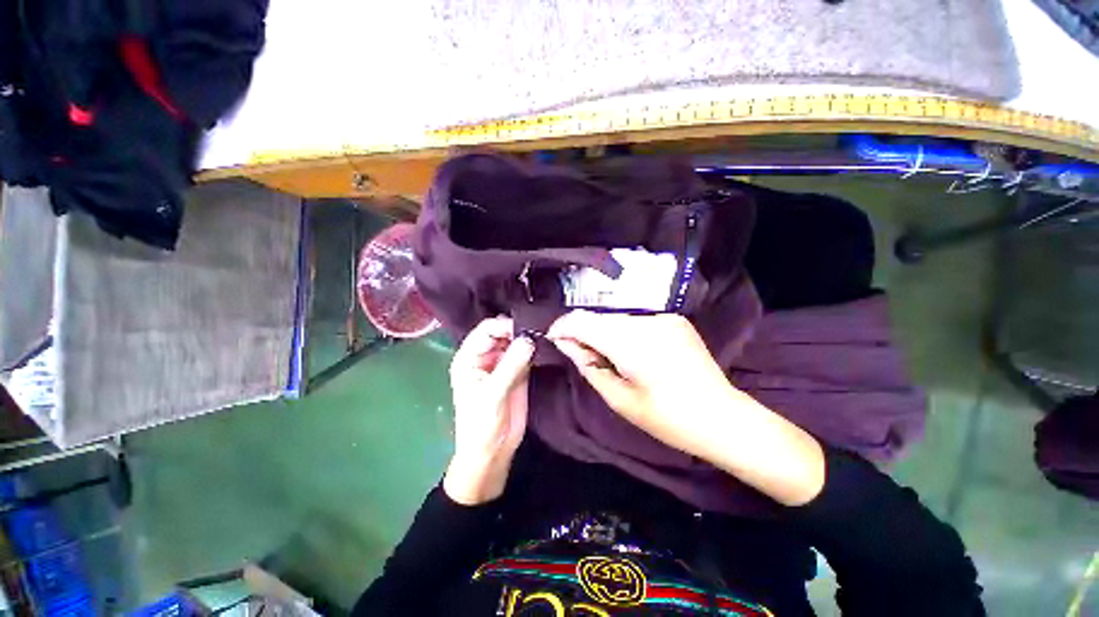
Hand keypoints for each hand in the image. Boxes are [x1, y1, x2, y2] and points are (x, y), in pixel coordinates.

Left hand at [443, 317, 534, 505]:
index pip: (487, 330)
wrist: (493, 452)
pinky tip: (548, 345)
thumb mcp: (492, 394)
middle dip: (519, 328)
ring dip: (530, 337)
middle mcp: (486, 355)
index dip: (505, 325)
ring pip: (516, 341)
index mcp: (469, 357)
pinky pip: (527, 354)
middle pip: (503, 332)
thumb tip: (529, 338)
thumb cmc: (481, 425)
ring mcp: (503, 363)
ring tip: (547, 333)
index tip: (527, 326)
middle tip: (541, 327)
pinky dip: (536, 349)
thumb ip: (511, 365)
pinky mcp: (518, 371)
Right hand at [546, 311, 731, 458]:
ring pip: (616, 318)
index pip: (583, 320)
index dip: (563, 327)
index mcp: (630, 342)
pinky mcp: (673, 319)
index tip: (553, 338)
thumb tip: (566, 344)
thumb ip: (588, 366)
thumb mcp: (619, 398)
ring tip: (608, 357)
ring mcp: (662, 317)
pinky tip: (631, 352)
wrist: (722, 417)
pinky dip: (623, 331)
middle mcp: (645, 320)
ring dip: (604, 332)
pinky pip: (636, 320)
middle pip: (599, 317)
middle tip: (583, 356)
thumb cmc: (667, 418)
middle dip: (583, 332)